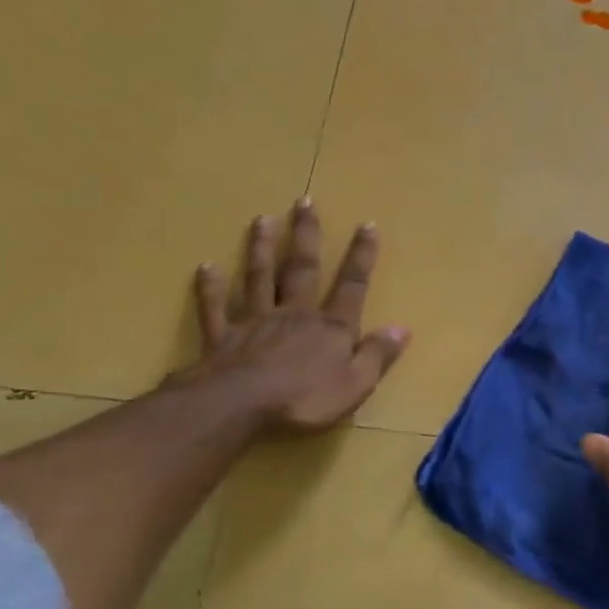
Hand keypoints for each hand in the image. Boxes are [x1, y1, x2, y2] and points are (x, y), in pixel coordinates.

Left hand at [171, 202, 410, 432]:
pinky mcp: (222, 337)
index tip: (367, 224)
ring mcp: (255, 322)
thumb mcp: (355, 384)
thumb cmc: (303, 399)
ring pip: (259, 277)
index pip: (352, 286)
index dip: (361, 256)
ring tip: (263, 219)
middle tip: (304, 201)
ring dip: (261, 248)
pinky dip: (211, 287)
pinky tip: (206, 266)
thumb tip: (402, 327)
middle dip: (306, 235)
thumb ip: (378, 354)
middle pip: (301, 269)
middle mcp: (294, 314)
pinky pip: (216, 307)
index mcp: (330, 328)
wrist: (238, 406)